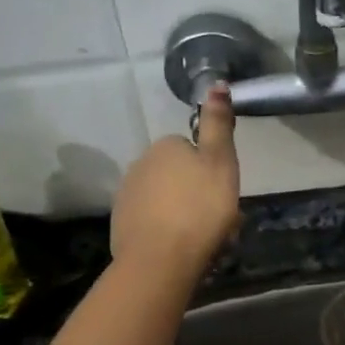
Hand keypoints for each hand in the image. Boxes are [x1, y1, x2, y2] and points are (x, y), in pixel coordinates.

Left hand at [110, 84, 239, 279]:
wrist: (160, 260)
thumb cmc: (199, 209)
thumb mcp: (221, 162)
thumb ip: (217, 124)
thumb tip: (216, 83)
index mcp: (166, 146)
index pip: (193, 149)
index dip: (211, 170)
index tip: (223, 193)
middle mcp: (140, 163)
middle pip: (178, 175)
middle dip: (196, 192)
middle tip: (217, 219)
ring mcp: (127, 195)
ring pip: (165, 199)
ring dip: (182, 213)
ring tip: (202, 240)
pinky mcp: (121, 224)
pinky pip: (151, 222)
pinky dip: (165, 231)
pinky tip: (179, 249)